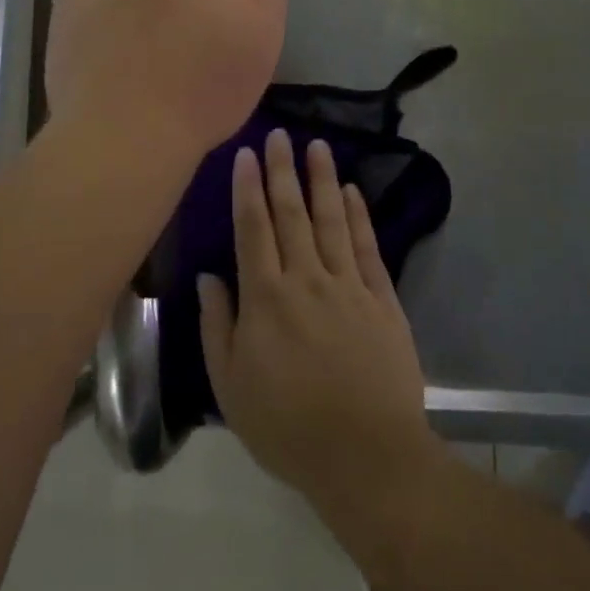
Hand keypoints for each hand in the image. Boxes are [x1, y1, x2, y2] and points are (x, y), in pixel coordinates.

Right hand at [199, 130, 436, 506]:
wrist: (365, 455)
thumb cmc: (287, 426)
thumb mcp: (230, 386)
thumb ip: (217, 326)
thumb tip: (207, 278)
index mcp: (265, 297)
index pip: (253, 228)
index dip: (248, 188)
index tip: (246, 155)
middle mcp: (306, 278)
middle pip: (291, 213)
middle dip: (283, 170)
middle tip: (279, 134)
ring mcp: (348, 286)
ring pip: (332, 220)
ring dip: (322, 180)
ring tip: (318, 146)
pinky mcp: (382, 300)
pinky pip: (367, 248)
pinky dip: (360, 216)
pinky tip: (353, 192)